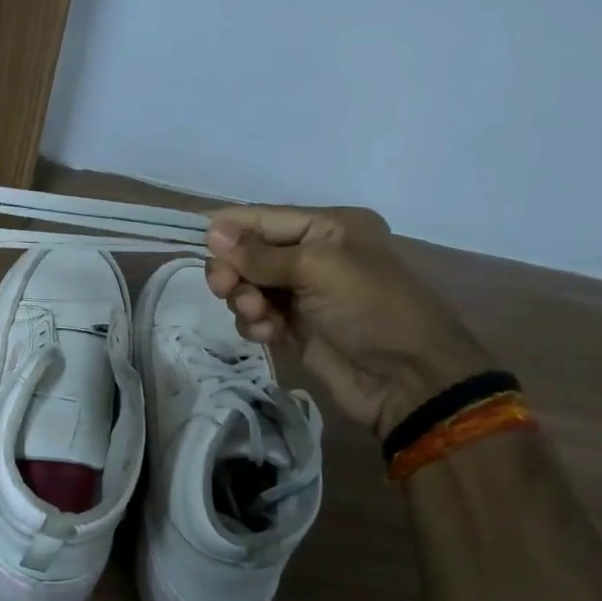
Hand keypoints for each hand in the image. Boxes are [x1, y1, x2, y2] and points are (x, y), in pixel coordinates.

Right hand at [204, 205, 496, 439]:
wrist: (408, 382)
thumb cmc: (371, 310)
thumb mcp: (317, 269)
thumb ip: (260, 253)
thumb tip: (210, 229)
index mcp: (328, 227)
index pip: (264, 218)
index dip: (228, 228)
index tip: (193, 238)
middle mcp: (314, 254)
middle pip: (250, 253)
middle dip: (234, 269)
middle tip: (224, 288)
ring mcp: (303, 293)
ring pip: (248, 286)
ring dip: (244, 299)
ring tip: (258, 315)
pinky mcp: (295, 327)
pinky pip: (256, 315)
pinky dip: (255, 322)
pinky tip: (269, 334)